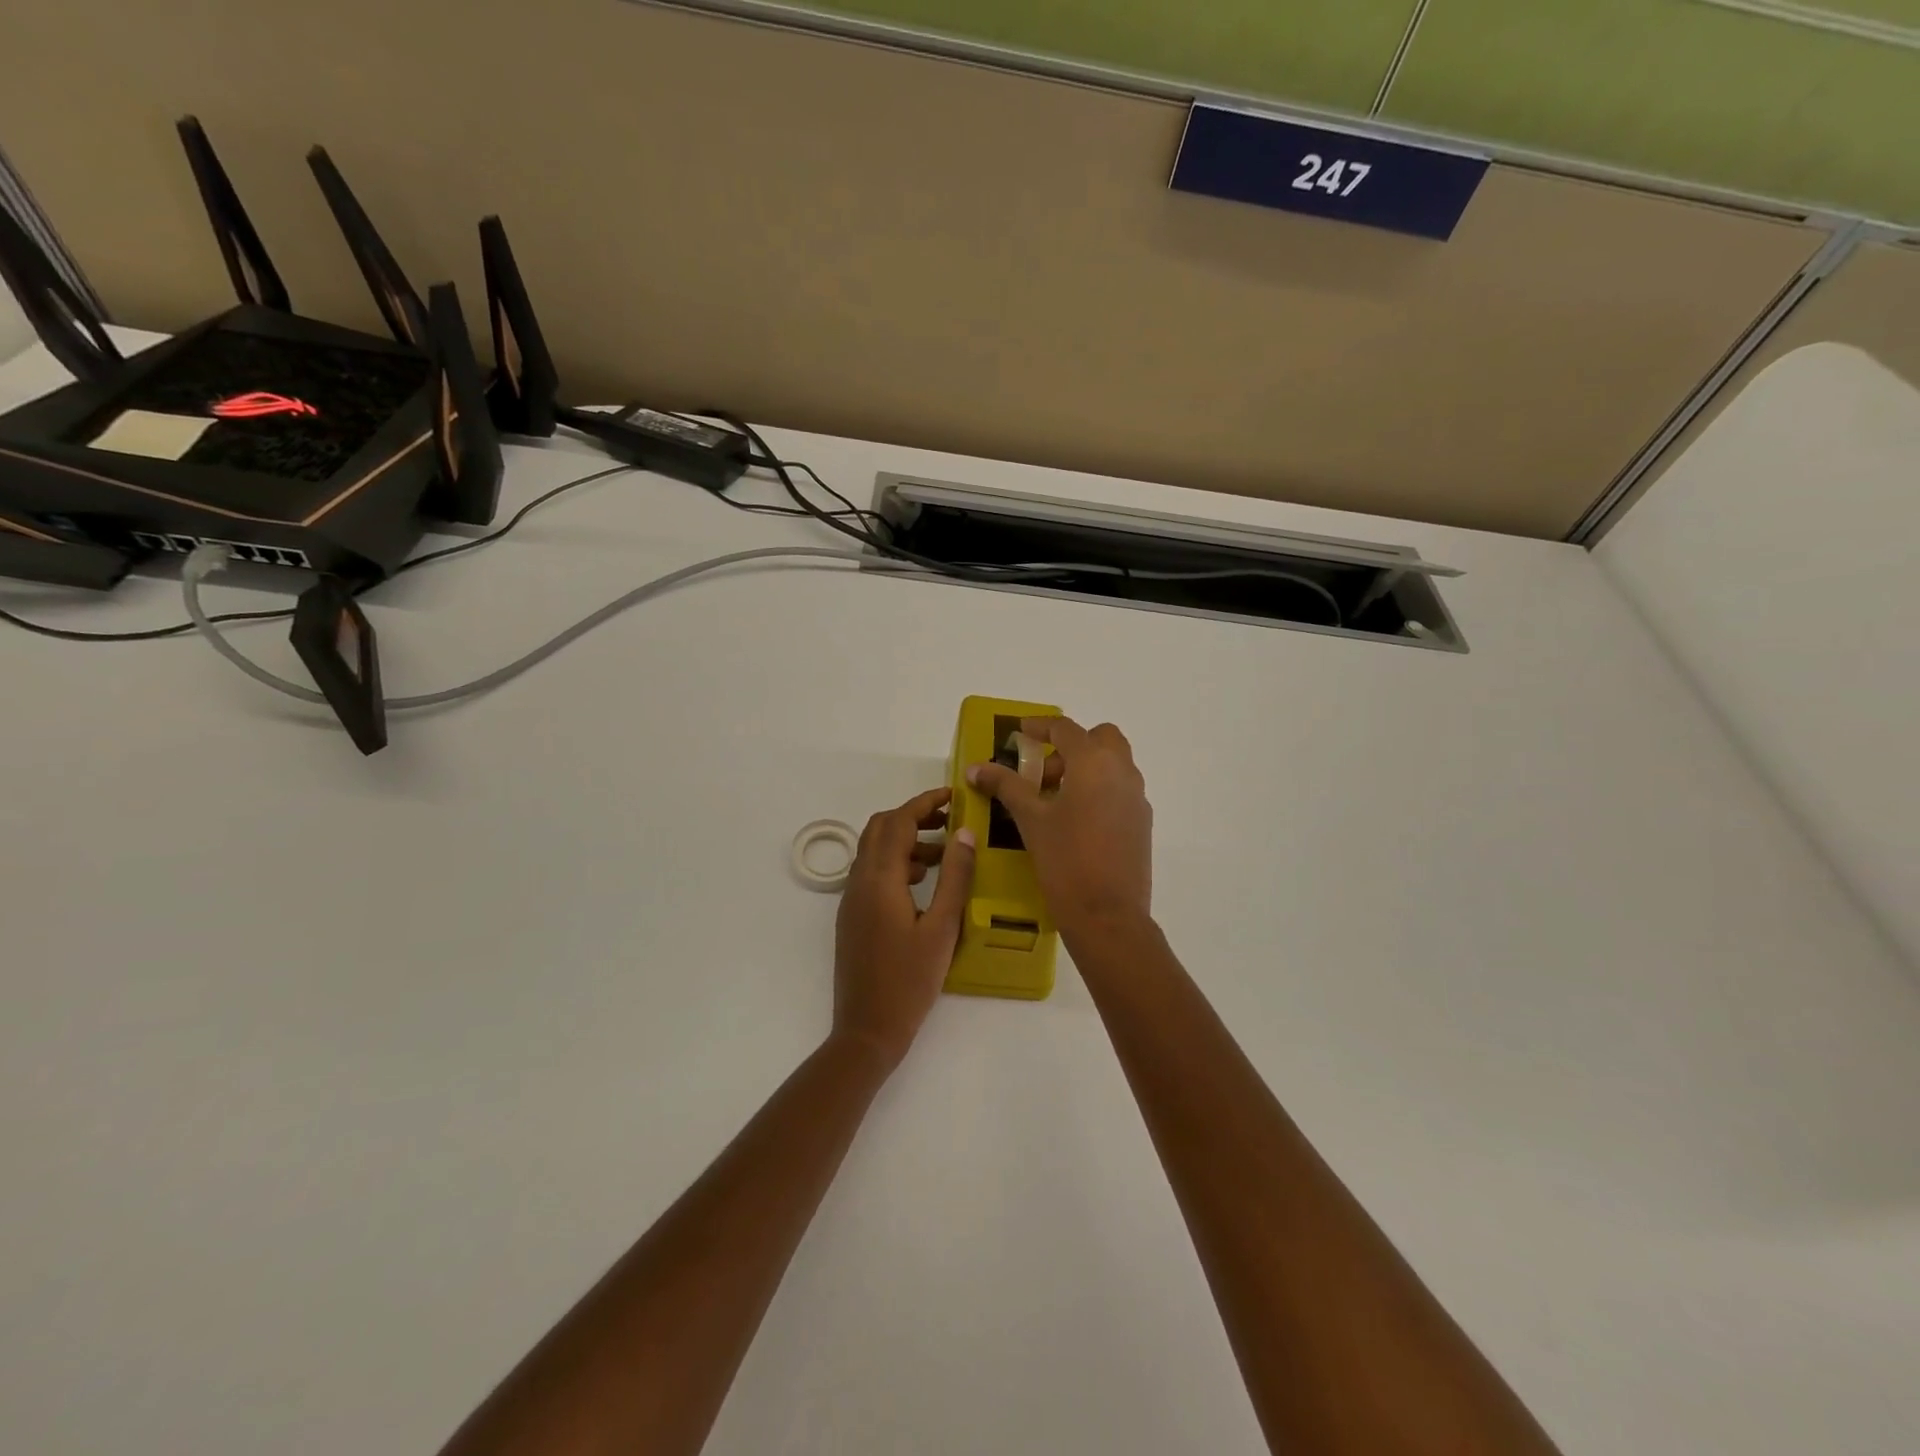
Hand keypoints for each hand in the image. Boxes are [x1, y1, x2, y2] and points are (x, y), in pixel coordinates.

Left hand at [833, 787, 976, 1071]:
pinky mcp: (853, 916)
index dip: (924, 803)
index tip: (953, 796)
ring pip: (874, 850)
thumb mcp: (942, 928)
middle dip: (913, 817)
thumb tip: (964, 834)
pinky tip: (923, 883)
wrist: (867, 1030)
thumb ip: (954, 877)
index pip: (898, 822)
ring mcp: (851, 899)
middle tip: (949, 821)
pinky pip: (872, 873)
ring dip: (905, 840)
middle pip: (880, 829)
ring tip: (943, 854)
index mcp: (879, 879)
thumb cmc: (909, 981)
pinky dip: (896, 863)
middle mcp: (859, 882)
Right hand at [967, 716, 1152, 937]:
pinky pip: (1119, 791)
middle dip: (1069, 746)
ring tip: (1051, 800)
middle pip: (1099, 739)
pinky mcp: (1142, 823)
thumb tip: (976, 768)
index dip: (1039, 726)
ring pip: (1112, 765)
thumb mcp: (1031, 820)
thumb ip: (1005, 786)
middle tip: (1041, 774)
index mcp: (1094, 763)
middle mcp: (1122, 772)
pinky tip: (1073, 822)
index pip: (1065, 728)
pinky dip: (1097, 791)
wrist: (1108, 916)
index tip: (1019, 733)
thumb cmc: (1066, 860)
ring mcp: (1137, 798)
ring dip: (1084, 768)